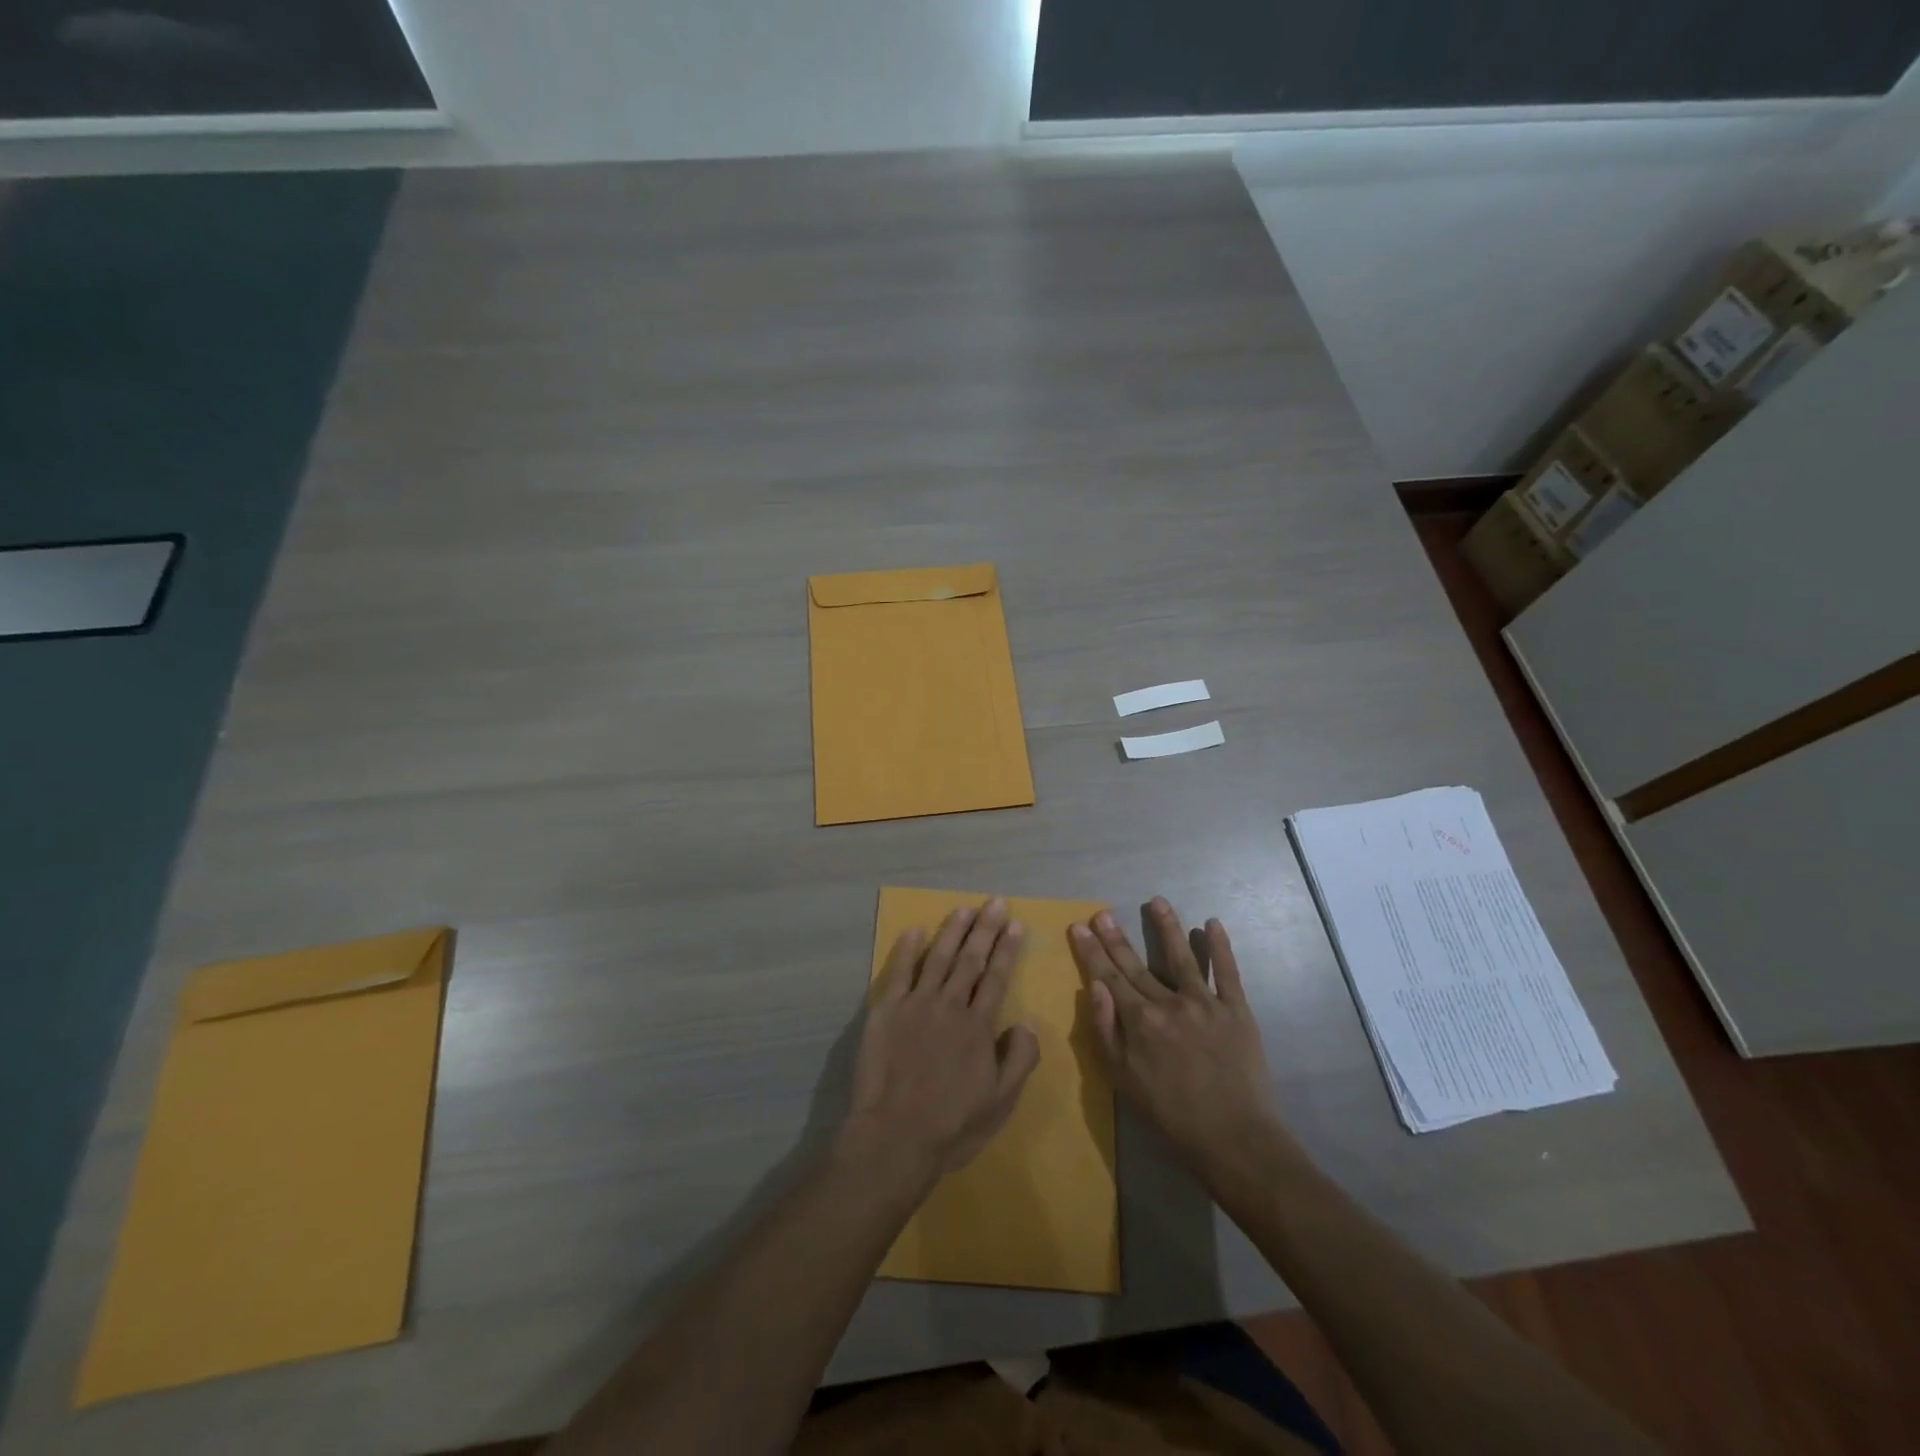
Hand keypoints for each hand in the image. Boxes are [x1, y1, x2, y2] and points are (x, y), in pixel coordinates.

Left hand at [838, 899, 1041, 1191]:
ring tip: (964, 909)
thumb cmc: (952, 1125)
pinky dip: (906, 949)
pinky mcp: (886, 1011)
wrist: (895, 1137)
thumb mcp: (1001, 1102)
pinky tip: (914, 930)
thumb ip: (1019, 1059)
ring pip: (938, 958)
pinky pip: (898, 972)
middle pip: (970, 960)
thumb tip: (1027, 1021)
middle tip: (995, 903)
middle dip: (985, 929)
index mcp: (978, 1026)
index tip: (1016, 924)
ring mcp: (915, 1005)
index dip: (1007, 950)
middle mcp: (949, 1006)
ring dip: (952, 931)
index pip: (996, 978)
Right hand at [1069, 898, 1291, 1186]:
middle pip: (1137, 964)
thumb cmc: (1171, 1115)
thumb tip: (1094, 987)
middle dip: (1116, 937)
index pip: (1109, 977)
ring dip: (1167, 927)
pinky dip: (1220, 947)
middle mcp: (1169, 1003)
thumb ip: (1106, 1031)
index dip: (1091, 951)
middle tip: (1102, 912)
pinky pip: (1227, 972)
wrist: (1235, 1139)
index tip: (1079, 926)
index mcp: (1140, 1020)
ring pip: (1182, 957)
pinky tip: (1212, 924)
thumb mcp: (1124, 1080)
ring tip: (1156, 901)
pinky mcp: (1236, 1010)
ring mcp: (1205, 1003)